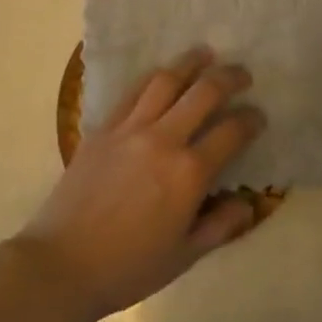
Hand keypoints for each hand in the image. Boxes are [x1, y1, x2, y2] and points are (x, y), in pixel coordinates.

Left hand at [17, 46, 264, 320]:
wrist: (63, 264)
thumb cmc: (128, 267)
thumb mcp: (184, 256)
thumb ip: (220, 226)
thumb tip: (248, 204)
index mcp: (189, 173)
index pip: (231, 132)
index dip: (251, 120)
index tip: (258, 116)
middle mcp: (164, 139)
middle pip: (203, 92)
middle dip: (229, 77)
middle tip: (242, 74)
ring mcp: (131, 128)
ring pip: (166, 80)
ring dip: (190, 63)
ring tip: (205, 54)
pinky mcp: (104, 126)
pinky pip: (133, 91)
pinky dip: (153, 77)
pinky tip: (162, 75)